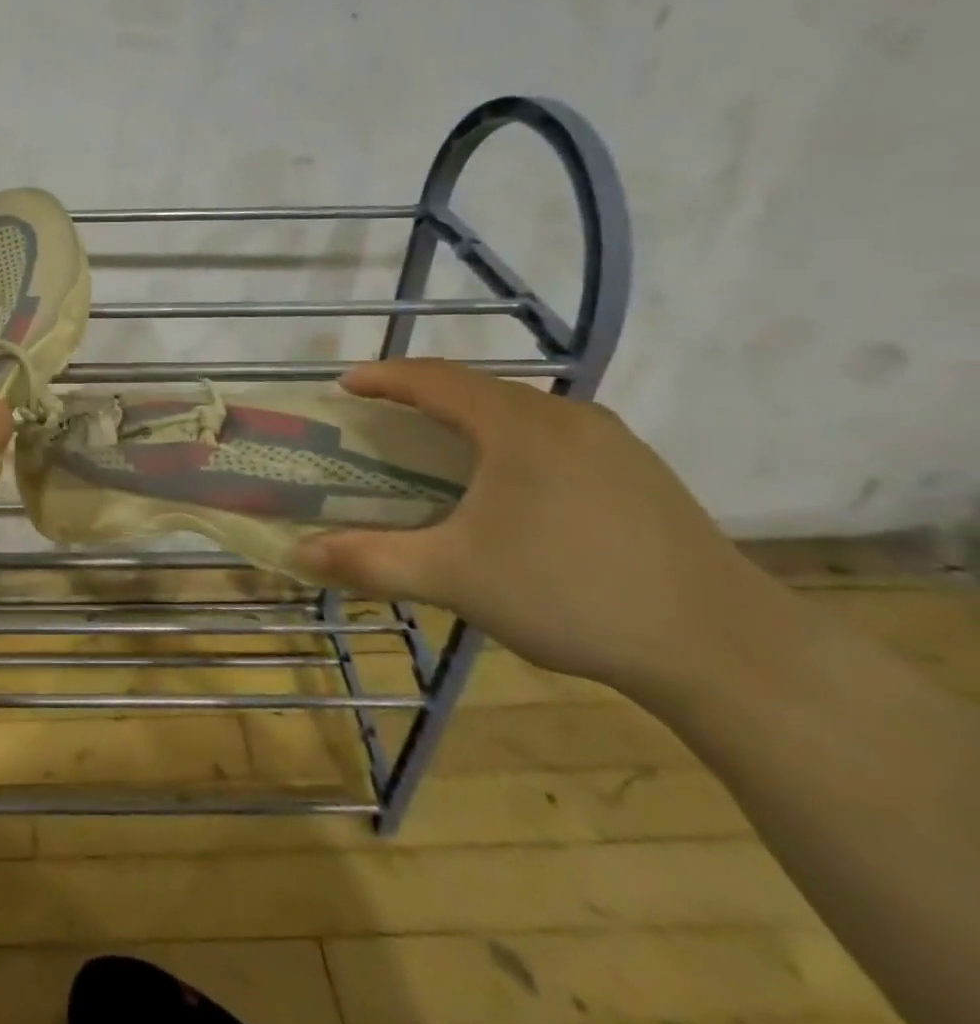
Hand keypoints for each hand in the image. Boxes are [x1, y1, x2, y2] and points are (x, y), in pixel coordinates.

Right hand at [292, 359, 749, 695]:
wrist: (727, 647)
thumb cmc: (572, 593)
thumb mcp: (456, 578)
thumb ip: (371, 559)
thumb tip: (297, 553)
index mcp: (518, 424)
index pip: (433, 378)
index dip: (383, 377)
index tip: (345, 387)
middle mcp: (566, 416)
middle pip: (476, 388)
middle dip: (421, 397)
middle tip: (382, 421)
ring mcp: (611, 441)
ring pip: (518, 412)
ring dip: (468, 420)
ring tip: (436, 450)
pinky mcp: (639, 472)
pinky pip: (553, 436)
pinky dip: (509, 442)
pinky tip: (508, 487)